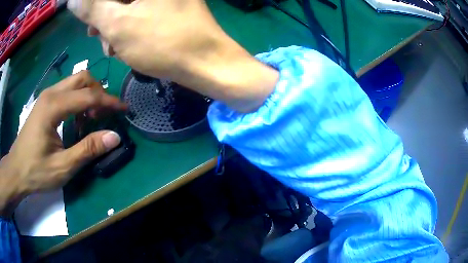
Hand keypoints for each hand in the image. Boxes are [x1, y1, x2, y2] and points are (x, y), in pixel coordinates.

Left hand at [0, 72, 126, 216]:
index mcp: (53, 106)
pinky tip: (76, 120)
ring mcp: (47, 96)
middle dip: (98, 92)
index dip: (108, 101)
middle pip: (82, 78)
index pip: (88, 95)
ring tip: (90, 119)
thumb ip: (87, 150)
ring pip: (74, 82)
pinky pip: (67, 91)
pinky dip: (78, 100)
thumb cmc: (35, 171)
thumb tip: (114, 137)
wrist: (16, 170)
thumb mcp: (62, 167)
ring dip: (88, 95)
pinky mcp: (45, 103)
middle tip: (103, 115)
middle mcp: (51, 93)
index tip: (124, 109)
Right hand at [68, 0, 278, 112]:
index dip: (94, 5)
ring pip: (127, 6)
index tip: (88, 21)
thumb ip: (93, 7)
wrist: (205, 63)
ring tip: (112, 46)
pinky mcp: (169, 7)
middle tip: (97, 36)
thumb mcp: (118, 24)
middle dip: (104, 16)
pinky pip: (140, 12)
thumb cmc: (162, 42)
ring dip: (114, 25)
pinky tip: (125, 45)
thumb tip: (73, 0)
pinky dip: (128, 27)